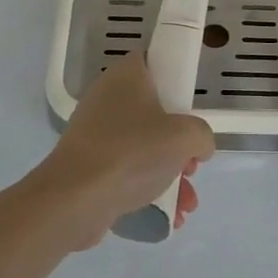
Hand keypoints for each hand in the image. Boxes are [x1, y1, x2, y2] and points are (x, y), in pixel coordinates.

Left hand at [45, 53, 214, 246]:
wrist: (75, 198)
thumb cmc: (132, 152)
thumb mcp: (185, 136)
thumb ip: (202, 135)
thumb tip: (198, 147)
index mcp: (126, 76)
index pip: (154, 62)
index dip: (176, 80)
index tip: (192, 106)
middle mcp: (107, 98)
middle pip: (154, 111)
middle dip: (179, 142)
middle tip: (192, 163)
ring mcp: (95, 133)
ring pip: (143, 145)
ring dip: (170, 172)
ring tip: (187, 202)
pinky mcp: (89, 164)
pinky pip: (127, 170)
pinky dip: (148, 188)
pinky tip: (170, 215)